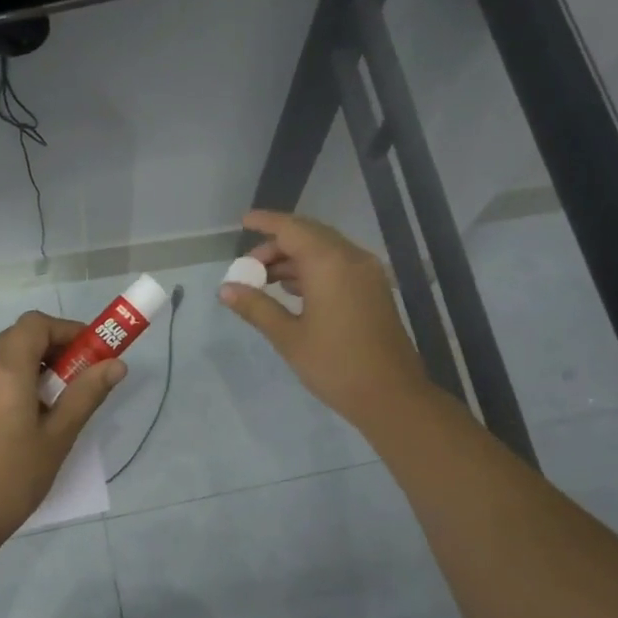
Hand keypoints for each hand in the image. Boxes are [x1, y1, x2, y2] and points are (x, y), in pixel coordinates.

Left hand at [0, 311, 124, 551]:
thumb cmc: (13, 479)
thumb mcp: (58, 437)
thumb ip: (86, 394)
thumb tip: (116, 364)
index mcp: (5, 371)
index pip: (36, 324)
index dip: (68, 329)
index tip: (92, 352)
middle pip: (20, 335)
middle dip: (55, 345)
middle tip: (81, 374)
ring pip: (5, 353)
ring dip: (36, 361)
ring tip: (60, 397)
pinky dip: (17, 375)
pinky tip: (32, 411)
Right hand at [218, 210, 430, 430]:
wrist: (391, 395)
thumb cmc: (335, 365)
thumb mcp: (288, 337)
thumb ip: (256, 307)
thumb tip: (225, 289)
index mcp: (330, 264)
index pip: (292, 229)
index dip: (266, 223)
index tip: (243, 222)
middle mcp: (352, 259)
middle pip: (309, 235)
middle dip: (277, 245)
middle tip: (248, 265)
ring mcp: (367, 274)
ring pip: (325, 250)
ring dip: (294, 258)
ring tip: (263, 280)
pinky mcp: (373, 290)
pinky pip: (338, 265)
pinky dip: (312, 269)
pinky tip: (292, 289)